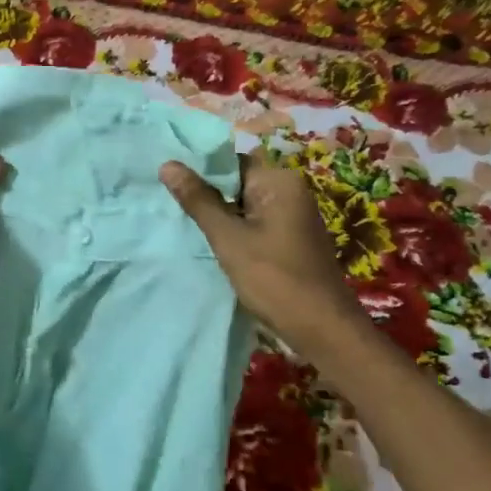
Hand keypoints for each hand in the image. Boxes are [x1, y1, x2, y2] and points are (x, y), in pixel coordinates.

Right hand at [160, 154, 362, 347]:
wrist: (322, 328)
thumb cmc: (274, 278)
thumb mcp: (228, 238)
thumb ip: (198, 200)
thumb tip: (168, 164)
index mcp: (279, 181)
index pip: (230, 162)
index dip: (199, 172)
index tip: (170, 186)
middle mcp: (290, 190)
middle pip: (238, 182)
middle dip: (208, 195)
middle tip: (172, 207)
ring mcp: (294, 215)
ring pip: (245, 205)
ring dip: (220, 215)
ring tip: (186, 225)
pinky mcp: (293, 238)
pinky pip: (256, 222)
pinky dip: (236, 230)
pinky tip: (215, 245)